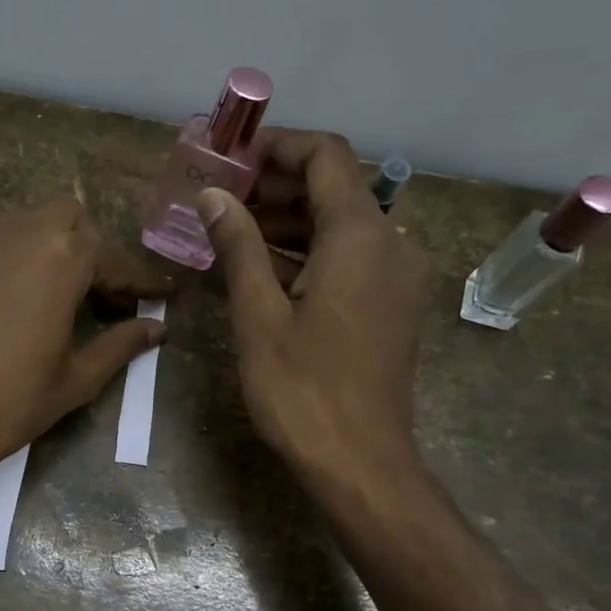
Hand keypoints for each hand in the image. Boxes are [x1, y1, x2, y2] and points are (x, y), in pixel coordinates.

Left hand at [0, 199, 174, 483]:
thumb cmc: (9, 406)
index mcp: (58, 258)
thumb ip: (120, 345)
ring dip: (38, 250)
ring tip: (41, 294)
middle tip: (94, 291)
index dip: (138, 279)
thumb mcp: (75, 380)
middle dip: (87, 247)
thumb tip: (156, 328)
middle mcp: (10, 233)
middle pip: (64, 218)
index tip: (157, 294)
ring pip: (13, 226)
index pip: (111, 257)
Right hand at [198, 131, 427, 492]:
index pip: (326, 156)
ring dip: (289, 223)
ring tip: (231, 235)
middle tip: (220, 199)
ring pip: (342, 227)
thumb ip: (239, 247)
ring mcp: (396, 278)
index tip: (231, 158)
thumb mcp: (259, 316)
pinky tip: (264, 273)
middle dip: (276, 187)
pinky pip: (350, 260)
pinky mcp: (392, 307)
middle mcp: (390, 245)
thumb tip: (214, 196)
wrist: (361, 463)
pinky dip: (309, 255)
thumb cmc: (303, 390)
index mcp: (359, 237)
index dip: (277, 146)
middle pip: (335, 189)